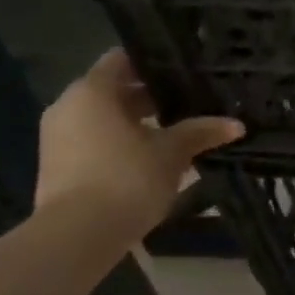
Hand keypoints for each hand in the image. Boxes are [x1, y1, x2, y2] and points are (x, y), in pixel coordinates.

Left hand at [35, 49, 242, 238]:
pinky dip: (120, 144)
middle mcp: (68, 106)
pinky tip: (151, 160)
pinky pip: (94, 142)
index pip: (123, 59)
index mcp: (92, 91)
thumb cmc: (126, 178)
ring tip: (176, 133)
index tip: (183, 70)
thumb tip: (236, 124)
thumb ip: (200, 132)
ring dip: (136, 124)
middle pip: (114, 90)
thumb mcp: (172, 153)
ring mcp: (57, 138)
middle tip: (189, 103)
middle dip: (151, 98)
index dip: (154, 63)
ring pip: (104, 119)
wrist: (77, 235)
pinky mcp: (57, 166)